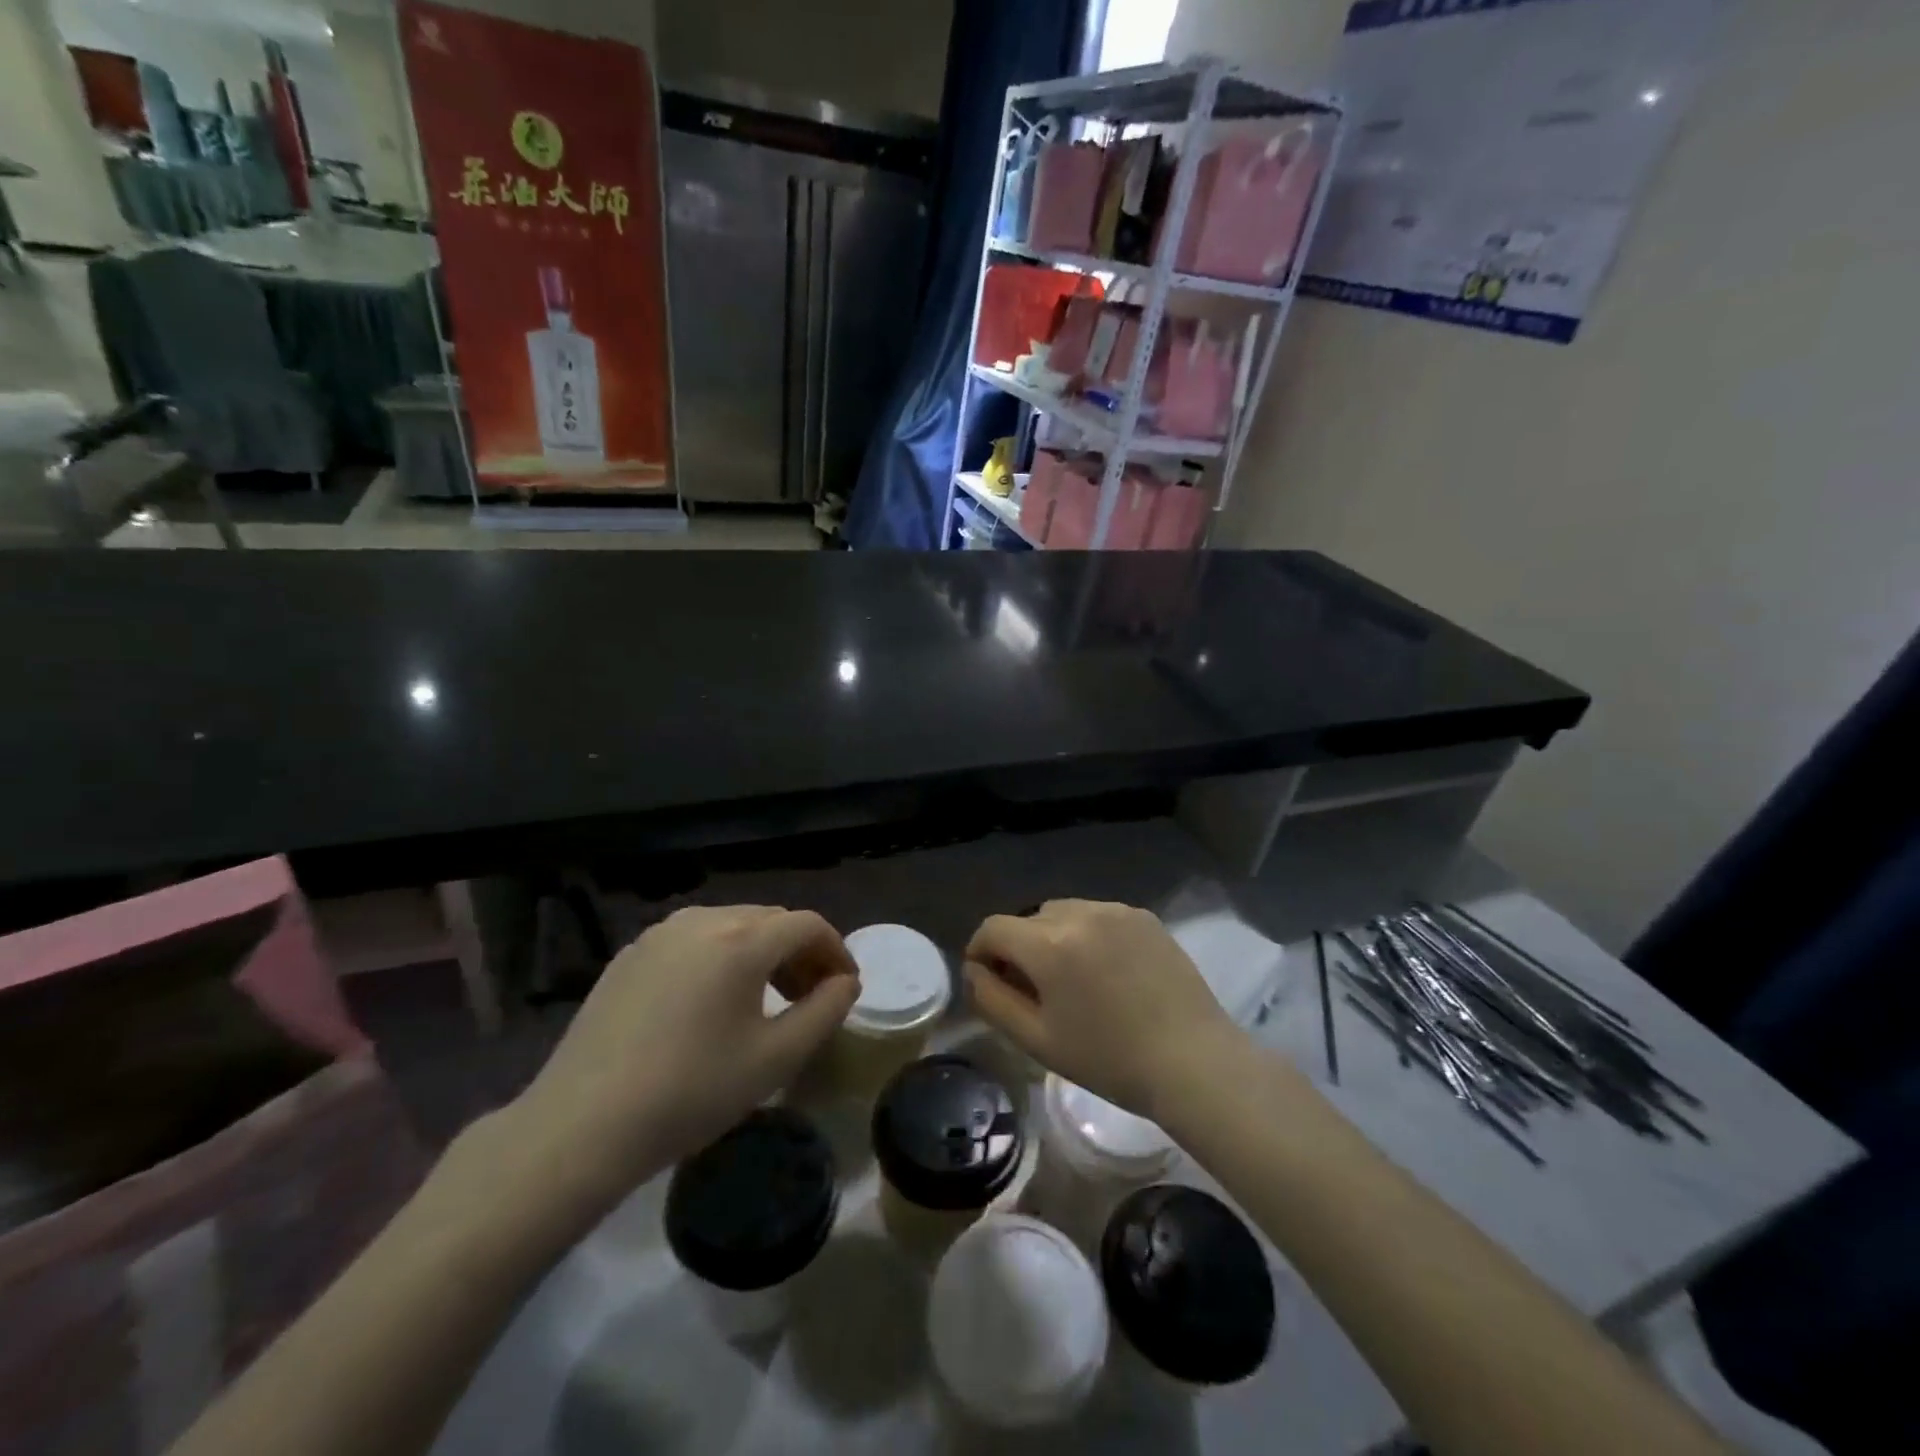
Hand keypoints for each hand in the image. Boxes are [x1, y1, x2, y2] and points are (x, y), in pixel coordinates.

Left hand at [513, 905, 859, 1208]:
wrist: (581, 1126)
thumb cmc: (691, 1091)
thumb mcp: (775, 1058)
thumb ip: (824, 1012)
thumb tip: (844, 983)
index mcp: (741, 939)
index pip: (807, 925)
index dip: (836, 951)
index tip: (845, 987)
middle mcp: (702, 919)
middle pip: (770, 920)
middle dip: (800, 952)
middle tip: (811, 997)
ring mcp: (660, 934)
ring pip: (731, 926)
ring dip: (761, 953)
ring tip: (766, 999)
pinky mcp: (630, 955)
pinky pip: (693, 941)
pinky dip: (720, 958)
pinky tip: (712, 1003)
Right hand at [964, 899, 1241, 1119]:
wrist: (1194, 1061)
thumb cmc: (1109, 1060)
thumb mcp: (1037, 1040)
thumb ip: (992, 999)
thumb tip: (973, 969)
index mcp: (1049, 943)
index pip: (993, 928)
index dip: (980, 951)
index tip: (988, 980)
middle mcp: (1080, 912)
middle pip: (1028, 919)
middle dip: (1019, 948)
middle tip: (1033, 989)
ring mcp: (1116, 910)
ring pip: (1063, 913)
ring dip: (1054, 938)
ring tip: (1072, 979)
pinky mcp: (1144, 917)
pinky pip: (1098, 916)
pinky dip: (1088, 935)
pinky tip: (1107, 972)